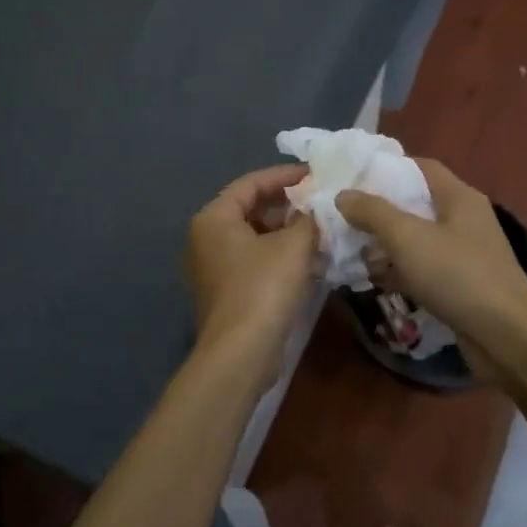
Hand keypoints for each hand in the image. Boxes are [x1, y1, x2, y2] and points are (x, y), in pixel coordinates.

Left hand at [185, 165, 317, 382]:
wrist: (241, 352)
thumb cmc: (264, 288)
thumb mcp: (294, 246)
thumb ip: (308, 219)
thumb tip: (318, 209)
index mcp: (214, 217)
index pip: (251, 183)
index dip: (285, 175)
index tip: (316, 174)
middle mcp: (205, 237)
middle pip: (250, 208)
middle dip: (287, 204)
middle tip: (321, 201)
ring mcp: (212, 266)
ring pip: (253, 235)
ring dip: (285, 230)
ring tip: (320, 228)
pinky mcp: (224, 290)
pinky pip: (253, 259)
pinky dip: (278, 253)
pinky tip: (307, 257)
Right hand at [338, 160, 526, 367]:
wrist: (506, 336)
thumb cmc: (457, 275)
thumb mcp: (408, 238)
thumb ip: (373, 213)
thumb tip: (343, 195)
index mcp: (459, 197)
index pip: (421, 167)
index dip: (388, 168)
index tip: (353, 178)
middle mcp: (464, 220)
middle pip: (416, 205)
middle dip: (379, 212)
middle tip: (343, 219)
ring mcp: (464, 255)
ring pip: (417, 240)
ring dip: (386, 246)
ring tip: (351, 253)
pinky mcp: (460, 286)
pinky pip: (423, 269)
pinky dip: (400, 272)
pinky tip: (374, 281)